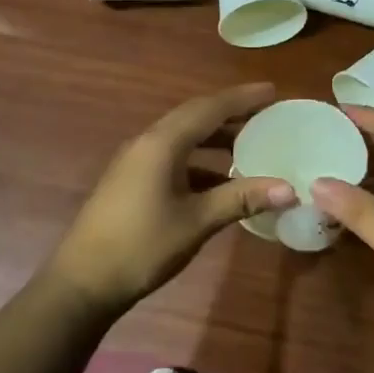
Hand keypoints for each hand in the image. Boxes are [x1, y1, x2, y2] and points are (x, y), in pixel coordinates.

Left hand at [43, 84, 296, 315]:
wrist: (84, 281)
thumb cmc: (143, 246)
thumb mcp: (197, 221)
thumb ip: (241, 199)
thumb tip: (289, 189)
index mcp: (162, 144)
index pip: (209, 109)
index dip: (242, 99)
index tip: (273, 91)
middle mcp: (147, 143)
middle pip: (195, 117)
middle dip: (231, 114)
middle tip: (266, 115)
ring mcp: (136, 162)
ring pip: (183, 138)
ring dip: (215, 138)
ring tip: (250, 144)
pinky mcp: (132, 181)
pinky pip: (172, 157)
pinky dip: (200, 160)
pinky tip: (220, 180)